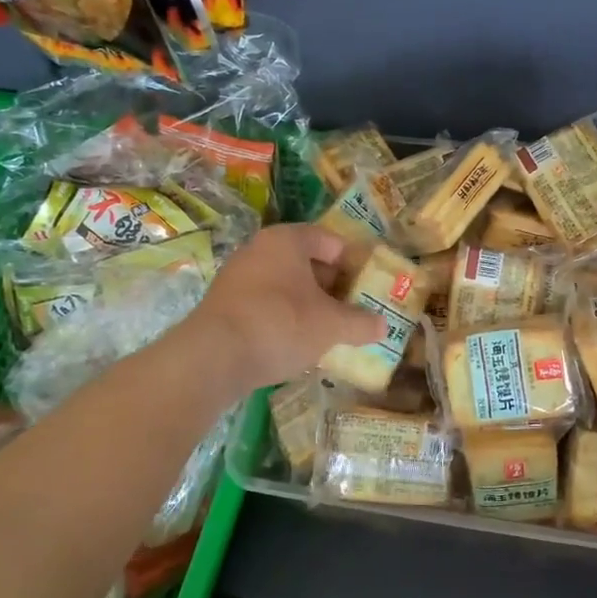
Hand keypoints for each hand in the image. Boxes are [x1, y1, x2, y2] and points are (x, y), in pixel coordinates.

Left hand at [188, 224, 384, 392]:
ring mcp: (237, 276)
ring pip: (284, 284)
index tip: (367, 284)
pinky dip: (284, 316)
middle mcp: (259, 249)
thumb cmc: (281, 324)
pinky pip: (265, 302)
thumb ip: (361, 323)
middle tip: (352, 308)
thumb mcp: (332, 325)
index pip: (328, 240)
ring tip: (328, 328)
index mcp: (287, 240)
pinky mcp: (224, 304)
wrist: (213, 357)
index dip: (352, 261)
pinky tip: (296, 341)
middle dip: (331, 285)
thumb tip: (384, 326)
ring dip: (307, 302)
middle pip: (306, 261)